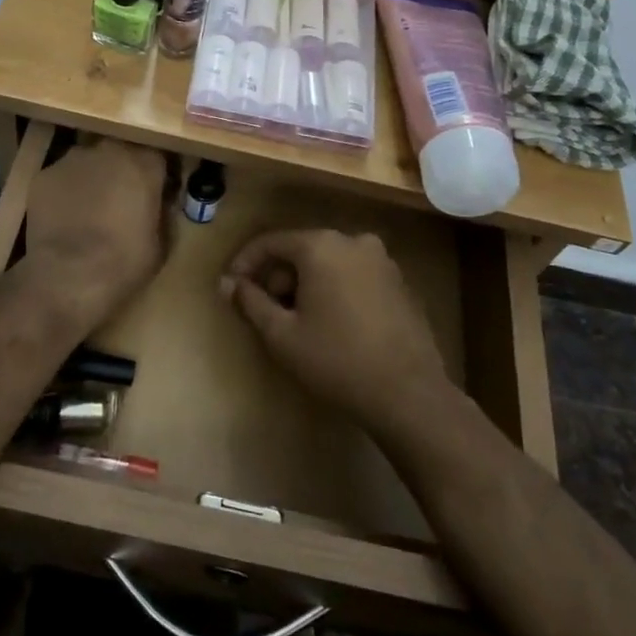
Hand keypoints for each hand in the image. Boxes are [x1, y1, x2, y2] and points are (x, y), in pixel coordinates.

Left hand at [23, 138, 170, 333]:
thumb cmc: (124, 261)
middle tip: (123, 200)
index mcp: (145, 162)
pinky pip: (62, 179)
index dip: (158, 174)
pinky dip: (66, 192)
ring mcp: (73, 159)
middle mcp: (109, 150)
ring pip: (89, 163)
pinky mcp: (44, 175)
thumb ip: (164, 212)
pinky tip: (64, 218)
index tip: (158, 192)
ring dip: (93, 179)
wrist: (68, 275)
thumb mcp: (162, 243)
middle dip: (123, 171)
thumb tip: (161, 203)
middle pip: (121, 153)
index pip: (159, 155)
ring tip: (90, 210)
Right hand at [220, 229, 453, 438]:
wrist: (408, 394)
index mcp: (321, 245)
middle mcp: (353, 241)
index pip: (271, 242)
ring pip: (330, 263)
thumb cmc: (336, 360)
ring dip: (308, 285)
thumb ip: (250, 302)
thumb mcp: (281, 334)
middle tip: (266, 311)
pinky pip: (355, 276)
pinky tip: (334, 325)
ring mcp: (383, 261)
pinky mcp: (400, 283)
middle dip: (279, 277)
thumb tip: (226, 283)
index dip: (245, 263)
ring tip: (298, 322)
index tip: (231, 288)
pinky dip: (336, 290)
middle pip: (302, 250)